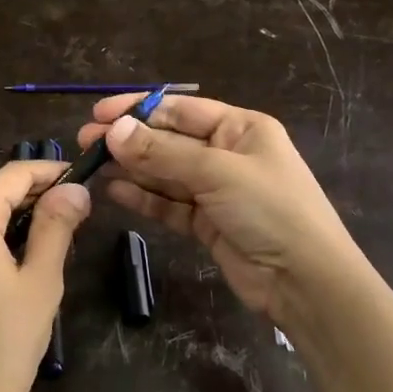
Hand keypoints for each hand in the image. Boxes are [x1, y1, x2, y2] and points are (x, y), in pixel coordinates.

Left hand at [0, 160, 91, 391]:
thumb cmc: (6, 346)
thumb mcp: (41, 281)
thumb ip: (56, 225)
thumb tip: (74, 188)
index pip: (11, 176)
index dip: (47, 171)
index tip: (80, 176)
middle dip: (32, 195)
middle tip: (75, 210)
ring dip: (12, 218)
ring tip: (54, 233)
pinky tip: (17, 257)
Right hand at [77, 94, 363, 327]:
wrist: (306, 282)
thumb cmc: (270, 210)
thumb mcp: (217, 173)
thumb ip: (162, 153)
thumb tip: (113, 131)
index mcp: (240, 128)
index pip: (180, 110)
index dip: (138, 109)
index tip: (99, 114)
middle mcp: (227, 154)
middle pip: (168, 141)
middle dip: (128, 140)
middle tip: (85, 142)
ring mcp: (216, 190)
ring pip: (164, 173)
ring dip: (130, 168)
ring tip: (91, 165)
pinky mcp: (207, 223)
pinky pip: (168, 204)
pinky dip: (143, 197)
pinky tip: (114, 191)